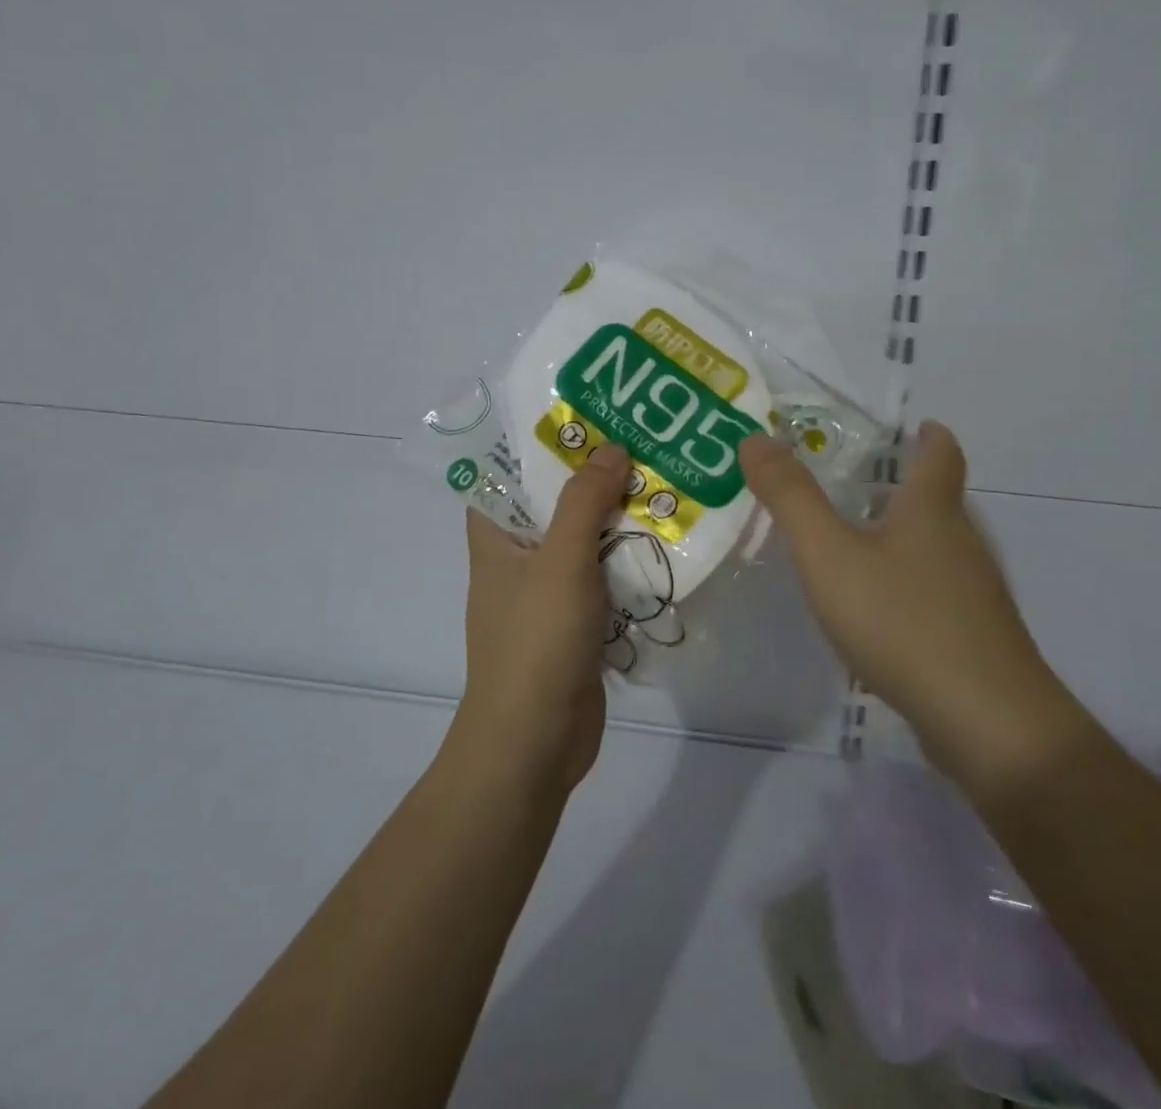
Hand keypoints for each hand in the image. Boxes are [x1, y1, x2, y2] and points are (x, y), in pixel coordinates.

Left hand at [455, 444, 629, 794]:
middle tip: (643, 444)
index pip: (509, 473)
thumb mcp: (561, 560)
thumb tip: (611, 447)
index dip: (542, 444)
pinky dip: (627, 561)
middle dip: (594, 478)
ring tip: (663, 482)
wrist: (534, 742)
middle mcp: (516, 559)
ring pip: (583, 541)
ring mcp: (546, 593)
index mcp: (495, 536)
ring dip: (617, 520)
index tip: (587, 417)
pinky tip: (666, 542)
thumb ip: (584, 501)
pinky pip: (602, 578)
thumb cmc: (536, 641)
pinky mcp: (574, 622)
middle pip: (555, 503)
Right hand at [738, 421, 1078, 777]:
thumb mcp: (829, 554)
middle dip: (908, 487)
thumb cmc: (902, 620)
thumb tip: (755, 438)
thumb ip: (790, 498)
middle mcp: (963, 543)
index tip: (917, 426)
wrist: (986, 722)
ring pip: (941, 550)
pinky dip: (912, 585)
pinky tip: (883, 612)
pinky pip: (940, 594)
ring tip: (862, 543)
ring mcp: (976, 595)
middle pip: (942, 502)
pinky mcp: (977, 638)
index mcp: (932, 511)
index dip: (930, 436)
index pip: (941, 455)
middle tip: (859, 484)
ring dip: (908, 538)